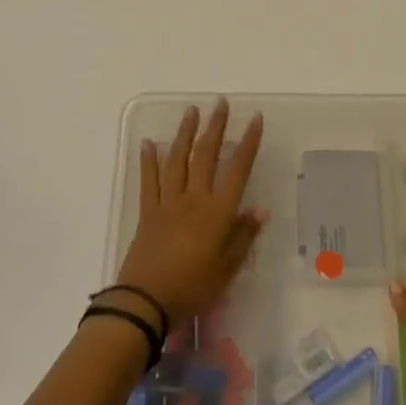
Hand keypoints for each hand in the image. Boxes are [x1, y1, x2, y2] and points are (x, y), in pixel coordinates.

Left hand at [115, 100, 266, 325]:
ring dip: (185, 133)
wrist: (146, 301)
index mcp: (217, 212)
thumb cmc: (193, 287)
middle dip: (215, 127)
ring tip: (191, 111)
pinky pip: (149, 180)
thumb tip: (260, 209)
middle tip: (220, 103)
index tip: (255, 119)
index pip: (237, 169)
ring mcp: (168, 202)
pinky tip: (148, 143)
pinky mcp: (147, 212)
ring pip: (178, 160)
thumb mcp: (227, 268)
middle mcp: (194, 199)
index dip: (248, 143)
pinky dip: (148, 160)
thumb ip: (243, 236)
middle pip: (206, 155)